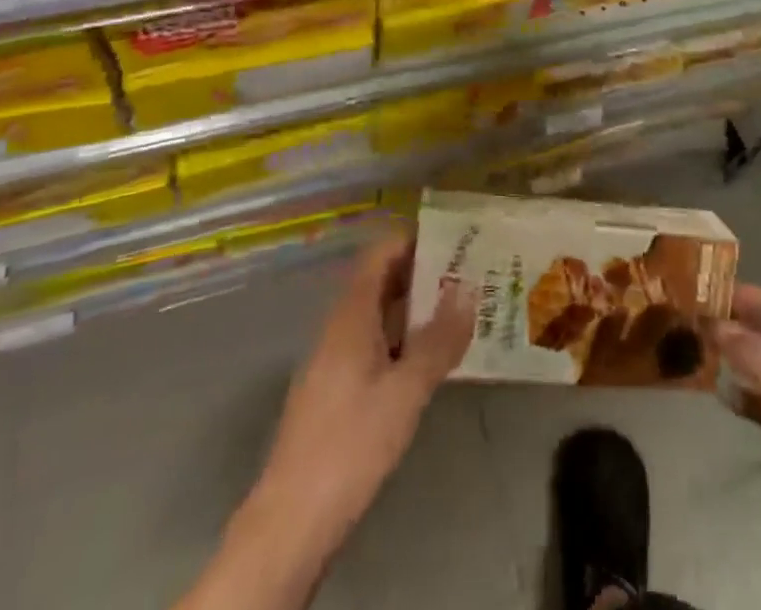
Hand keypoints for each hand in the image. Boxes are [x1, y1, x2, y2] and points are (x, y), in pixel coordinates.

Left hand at [258, 232, 475, 556]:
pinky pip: (374, 346)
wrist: (291, 522)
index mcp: (350, 316)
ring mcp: (334, 361)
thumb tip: (468, 290)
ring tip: (460, 310)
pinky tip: (430, 359)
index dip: (413, 241)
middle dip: (422, 275)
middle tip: (469, 274)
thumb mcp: (405, 391)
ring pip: (378, 317)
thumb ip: (438, 340)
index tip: (453, 239)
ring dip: (415, 310)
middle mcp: (339, 328)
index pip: (380, 255)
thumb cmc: (351, 443)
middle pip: (380, 283)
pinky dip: (402, 341)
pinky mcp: (335, 393)